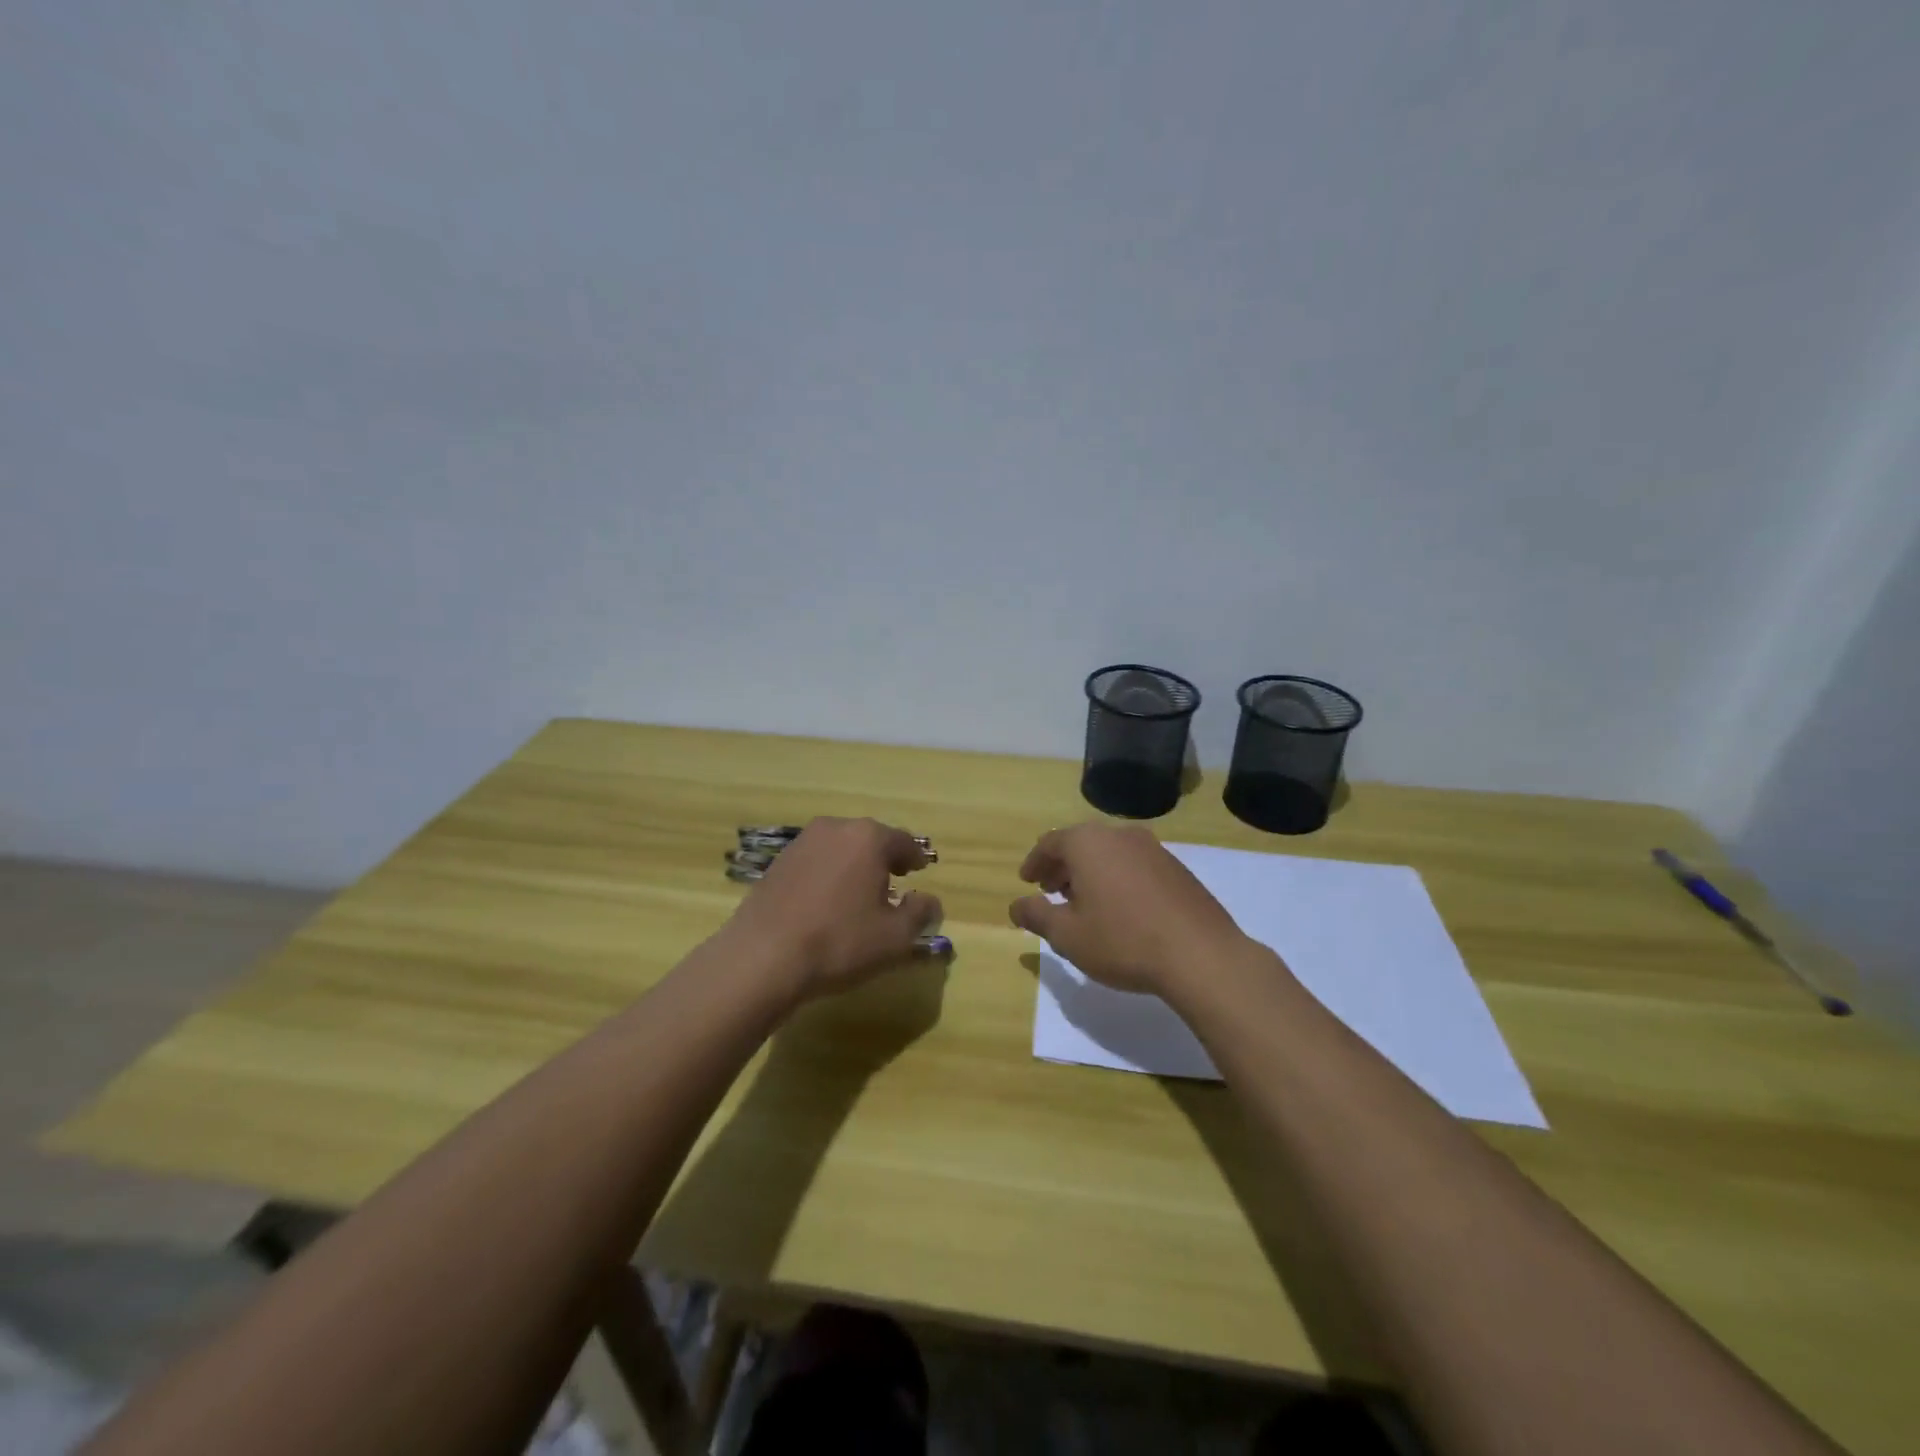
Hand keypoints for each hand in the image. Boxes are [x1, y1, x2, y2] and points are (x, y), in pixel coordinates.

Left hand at [723, 817, 942, 1002]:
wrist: (763, 957)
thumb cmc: (839, 942)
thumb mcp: (895, 937)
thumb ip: (920, 914)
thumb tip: (929, 901)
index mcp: (868, 838)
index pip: (903, 841)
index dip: (916, 858)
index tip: (920, 871)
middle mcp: (835, 828)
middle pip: (870, 839)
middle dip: (884, 859)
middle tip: (893, 881)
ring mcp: (802, 843)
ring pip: (840, 848)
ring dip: (854, 865)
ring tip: (858, 895)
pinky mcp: (777, 862)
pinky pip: (815, 862)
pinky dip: (828, 874)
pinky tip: (826, 902)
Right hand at [1008, 823, 1250, 996]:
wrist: (1201, 955)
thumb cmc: (1122, 941)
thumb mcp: (1068, 935)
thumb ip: (1037, 916)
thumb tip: (1016, 906)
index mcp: (1088, 843)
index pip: (1050, 843)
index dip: (1035, 862)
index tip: (1027, 881)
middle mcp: (1119, 835)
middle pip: (1080, 844)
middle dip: (1062, 867)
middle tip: (1050, 892)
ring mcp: (1153, 848)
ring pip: (1109, 853)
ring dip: (1090, 872)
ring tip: (1084, 902)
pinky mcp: (1177, 868)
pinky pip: (1134, 865)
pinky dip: (1117, 878)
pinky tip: (1120, 909)